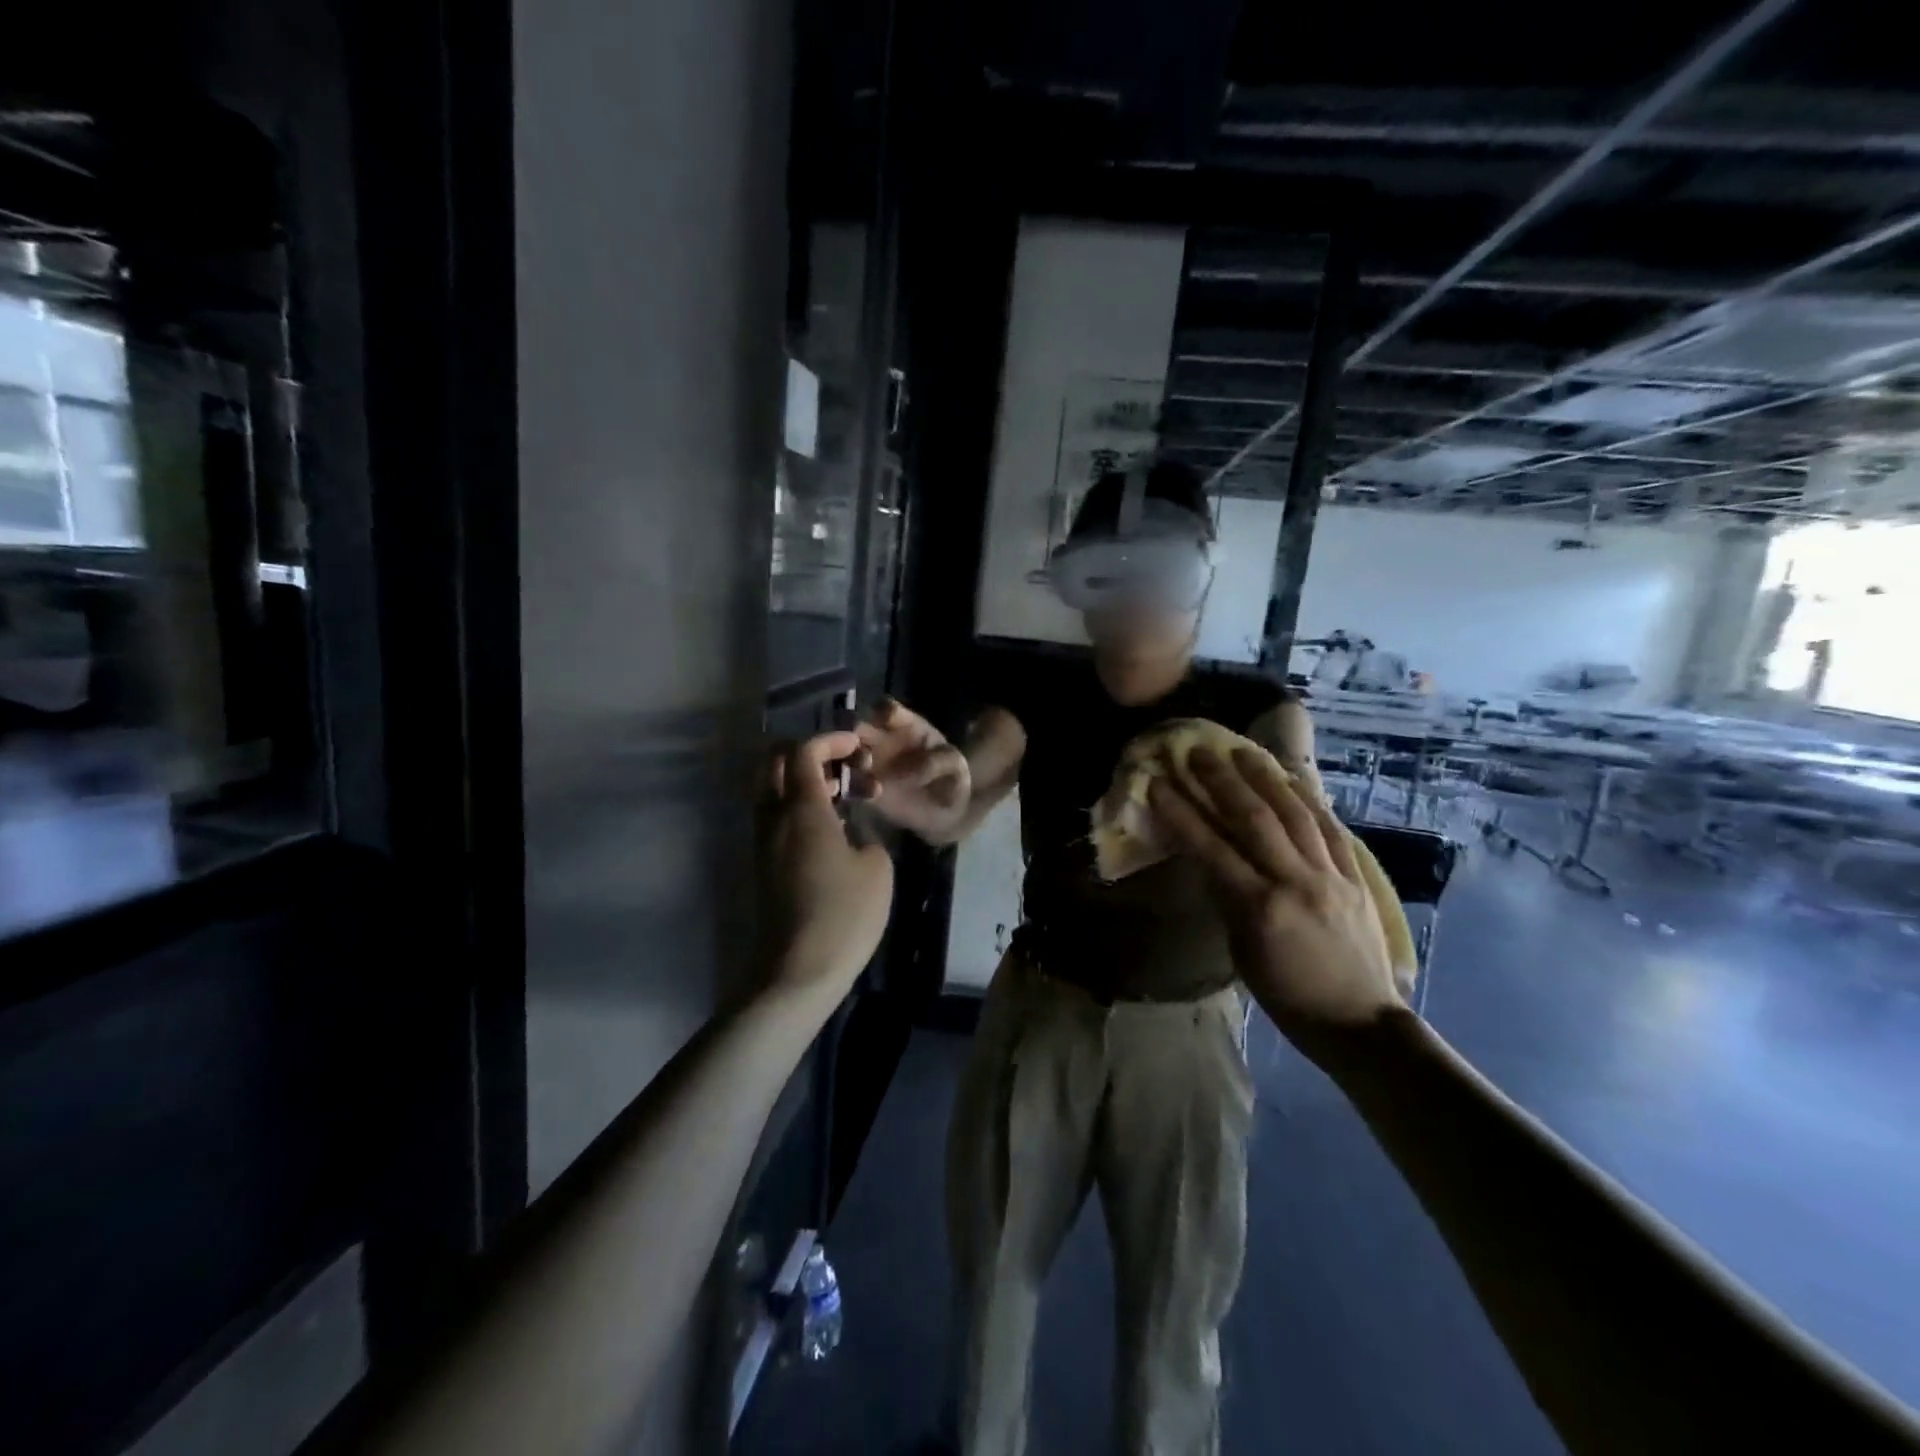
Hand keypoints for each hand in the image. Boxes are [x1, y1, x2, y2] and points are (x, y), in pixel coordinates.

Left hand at [764, 732, 894, 1000]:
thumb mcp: (876, 867)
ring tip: (843, 797)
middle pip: (773, 762)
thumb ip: (865, 834)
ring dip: (802, 780)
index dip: (830, 739)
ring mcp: (762, 843)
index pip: (803, 752)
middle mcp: (773, 818)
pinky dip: (797, 806)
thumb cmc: (844, 914)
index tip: (858, 747)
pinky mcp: (762, 865)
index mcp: (802, 810)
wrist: (798, 971)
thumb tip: (851, 832)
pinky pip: (774, 817)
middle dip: (807, 752)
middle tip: (843, 766)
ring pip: (771, 789)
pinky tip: (829, 828)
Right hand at [852, 699, 970, 839]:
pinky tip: (862, 795)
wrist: (946, 809)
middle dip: (853, 735)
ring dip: (846, 761)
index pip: (888, 710)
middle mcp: (881, 739)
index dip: (883, 712)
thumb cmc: (950, 776)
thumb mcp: (953, 765)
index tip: (882, 721)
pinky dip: (848, 786)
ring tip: (861, 777)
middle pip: (857, 727)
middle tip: (863, 754)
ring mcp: (869, 763)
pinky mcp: (863, 788)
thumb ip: (937, 762)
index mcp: (905, 725)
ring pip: (845, 754)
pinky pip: (847, 783)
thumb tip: (911, 772)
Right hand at [1147, 747, 1401, 1057]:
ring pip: (1295, 814)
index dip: (1181, 812)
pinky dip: (1310, 800)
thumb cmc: (1287, 998)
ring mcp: (1330, 876)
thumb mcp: (1242, 953)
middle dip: (1222, 781)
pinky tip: (1295, 779)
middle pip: (1254, 819)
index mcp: (1259, 907)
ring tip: (1245, 751)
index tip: (1159, 784)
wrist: (1360, 1023)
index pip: (1210, 848)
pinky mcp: (1356, 878)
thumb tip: (1211, 861)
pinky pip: (1331, 829)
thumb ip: (1228, 900)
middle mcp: (1295, 881)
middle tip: (1199, 752)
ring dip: (1266, 778)